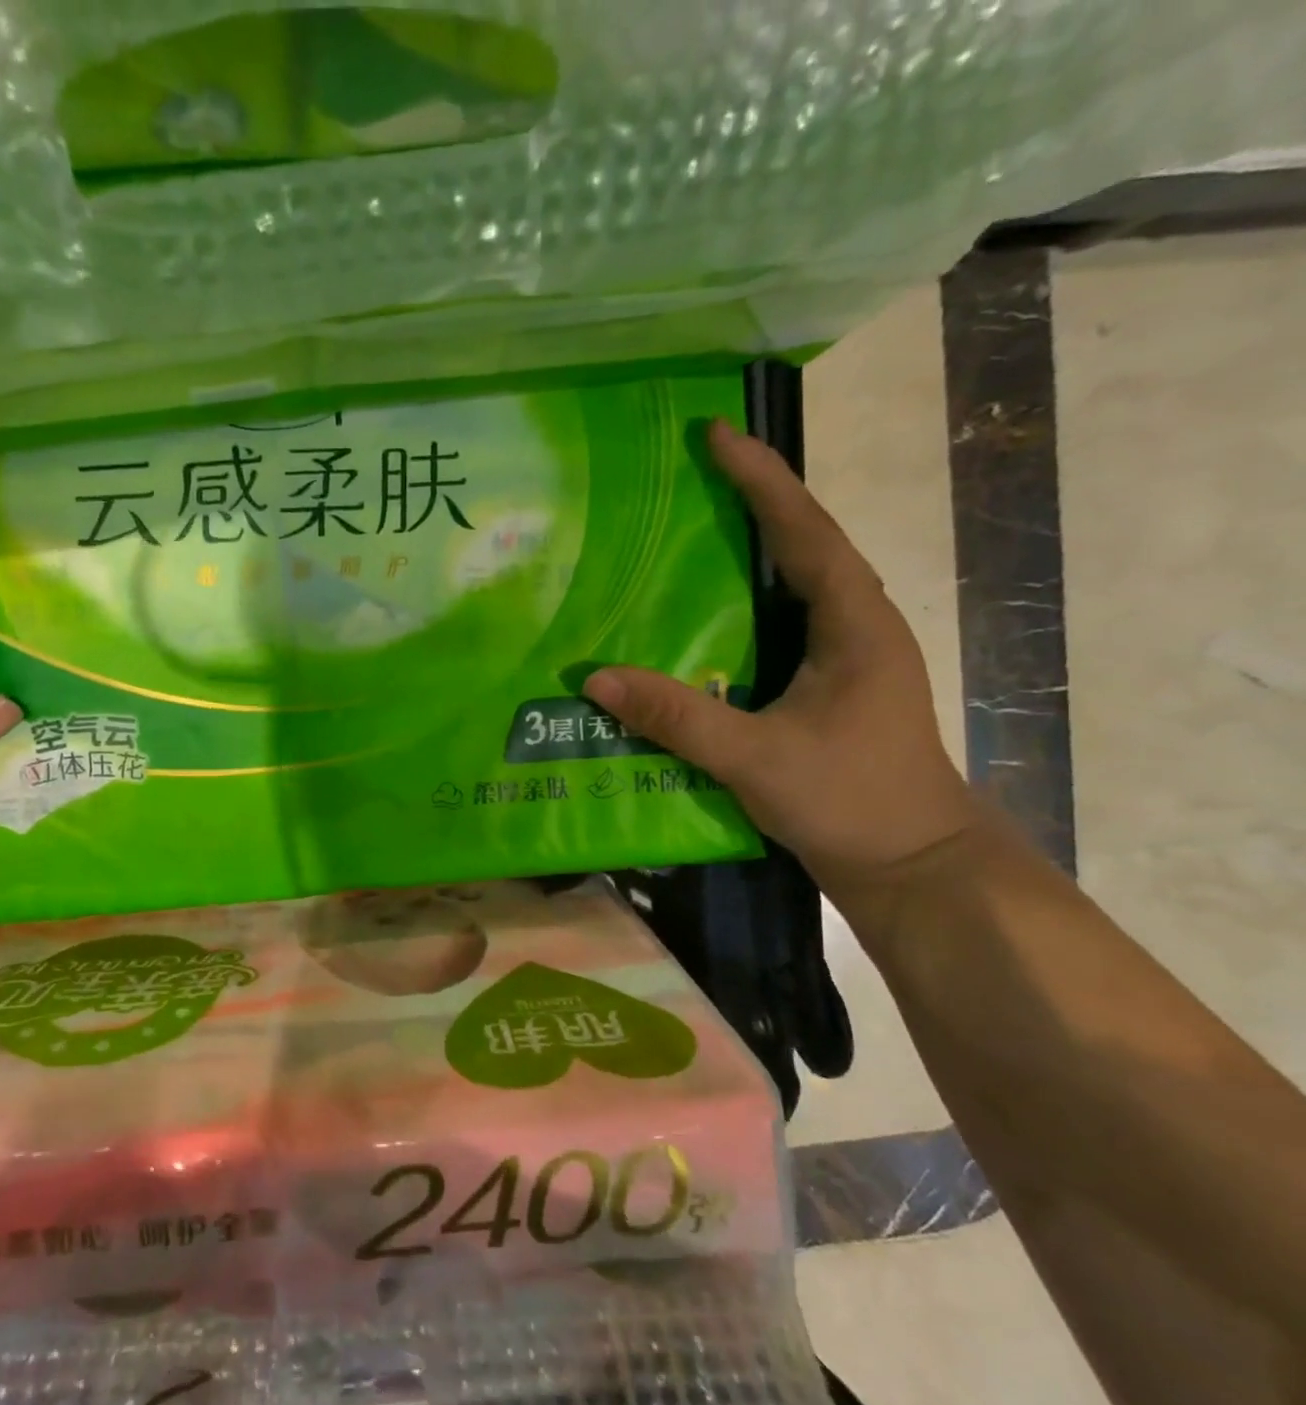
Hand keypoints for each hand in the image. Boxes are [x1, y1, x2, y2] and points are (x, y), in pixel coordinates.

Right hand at [585, 419, 977, 902]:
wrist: (912, 866)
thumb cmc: (849, 801)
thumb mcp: (756, 758)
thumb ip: (676, 716)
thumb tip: (595, 679)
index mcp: (855, 624)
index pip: (806, 532)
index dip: (762, 480)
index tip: (718, 435)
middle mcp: (855, 626)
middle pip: (802, 544)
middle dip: (752, 502)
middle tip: (691, 475)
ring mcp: (843, 657)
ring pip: (791, 585)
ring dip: (747, 551)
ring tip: (688, 530)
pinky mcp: (825, 686)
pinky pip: (778, 625)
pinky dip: (741, 605)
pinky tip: (698, 616)